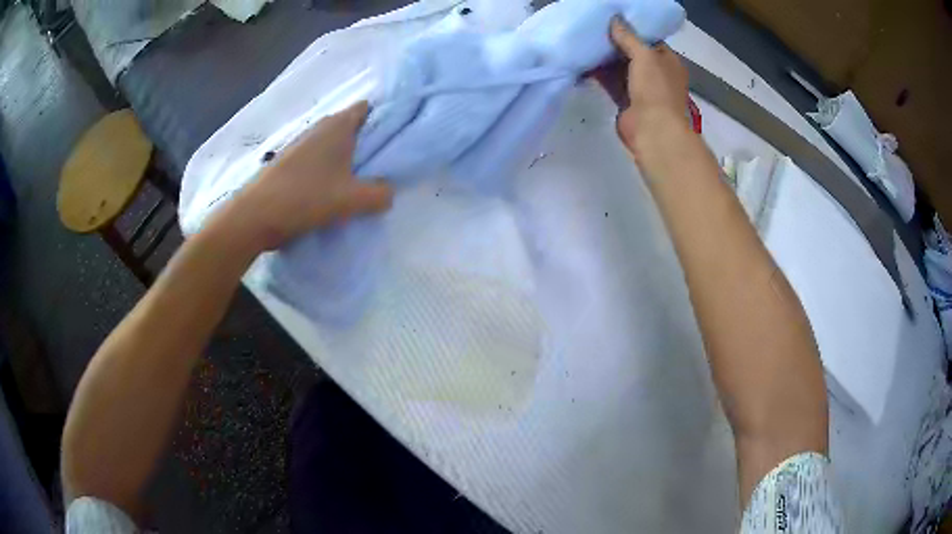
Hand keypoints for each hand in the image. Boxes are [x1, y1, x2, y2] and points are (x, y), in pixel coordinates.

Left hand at [210, 101, 392, 251]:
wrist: (255, 215)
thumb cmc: (306, 197)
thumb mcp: (352, 199)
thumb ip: (379, 194)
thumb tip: (388, 192)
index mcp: (338, 126)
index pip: (366, 108)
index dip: (383, 118)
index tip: (395, 137)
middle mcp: (319, 128)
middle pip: (350, 126)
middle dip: (366, 141)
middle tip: (382, 164)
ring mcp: (301, 144)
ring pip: (332, 144)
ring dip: (345, 158)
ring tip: (358, 180)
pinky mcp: (289, 162)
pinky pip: (317, 159)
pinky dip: (327, 169)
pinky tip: (332, 190)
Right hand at [597, 17, 689, 158]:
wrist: (653, 130)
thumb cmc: (655, 89)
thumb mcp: (644, 55)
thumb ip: (628, 38)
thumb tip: (615, 19)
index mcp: (669, 62)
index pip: (650, 41)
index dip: (632, 31)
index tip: (612, 21)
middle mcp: (658, 74)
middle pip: (634, 54)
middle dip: (616, 44)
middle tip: (594, 30)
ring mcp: (643, 90)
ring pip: (621, 69)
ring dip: (606, 59)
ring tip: (586, 43)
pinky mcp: (627, 102)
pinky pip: (612, 83)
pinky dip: (601, 75)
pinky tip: (585, 64)